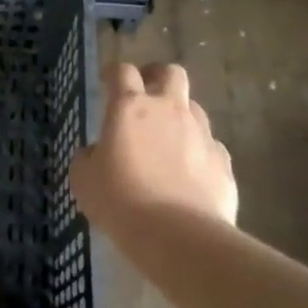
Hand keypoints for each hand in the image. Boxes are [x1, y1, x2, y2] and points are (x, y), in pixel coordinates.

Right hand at [70, 62, 237, 236]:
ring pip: (194, 108)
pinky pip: (210, 145)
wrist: (177, 235)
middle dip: (158, 77)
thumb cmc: (120, 201)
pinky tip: (189, 174)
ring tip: (168, 140)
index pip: (122, 72)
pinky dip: (198, 152)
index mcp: (129, 108)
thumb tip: (97, 152)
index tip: (107, 81)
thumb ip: (89, 156)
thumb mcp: (84, 178)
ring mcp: (201, 134)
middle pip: (171, 73)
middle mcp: (168, 110)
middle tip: (147, 95)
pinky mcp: (223, 161)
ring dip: (180, 116)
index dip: (113, 73)